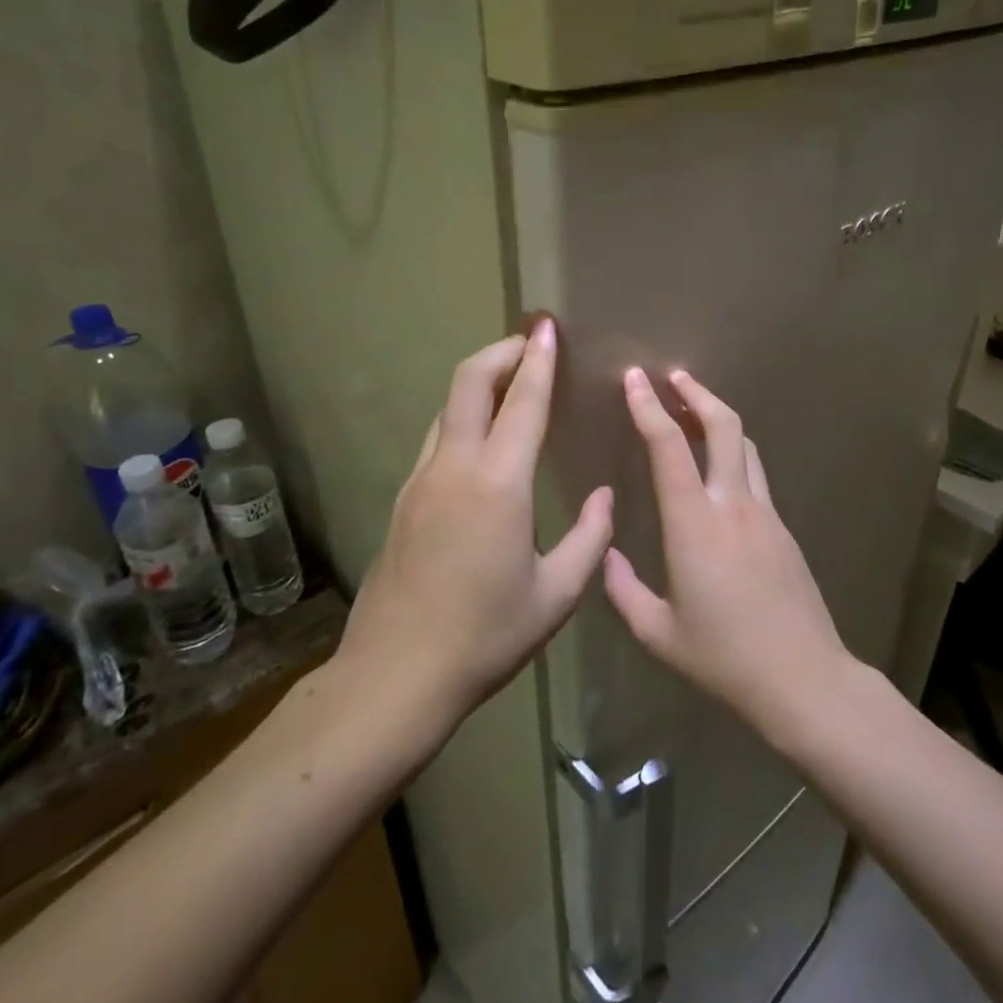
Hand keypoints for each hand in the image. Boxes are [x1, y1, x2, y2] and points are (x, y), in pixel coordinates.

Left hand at [339, 321, 613, 733]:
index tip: (548, 327)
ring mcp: (420, 481)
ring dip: (478, 382)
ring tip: (509, 381)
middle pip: (468, 384)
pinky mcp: (403, 500)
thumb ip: (590, 539)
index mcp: (497, 484)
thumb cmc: (486, 635)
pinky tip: (482, 438)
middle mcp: (453, 468)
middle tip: (529, 342)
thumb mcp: (556, 594)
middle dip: (500, 352)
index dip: (538, 360)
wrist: (396, 675)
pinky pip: (436, 438)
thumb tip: (606, 498)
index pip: (522, 402)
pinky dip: (463, 416)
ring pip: (447, 408)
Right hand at [602, 367, 850, 733]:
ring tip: (694, 410)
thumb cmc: (723, 658)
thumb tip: (607, 555)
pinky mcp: (783, 528)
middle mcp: (733, 505)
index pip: (668, 447)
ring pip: (744, 445)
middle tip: (672, 376)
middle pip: (722, 426)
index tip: (635, 378)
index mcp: (694, 524)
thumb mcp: (658, 632)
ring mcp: (765, 514)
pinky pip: (755, 474)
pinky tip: (719, 469)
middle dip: (696, 393)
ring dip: (718, 418)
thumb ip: (624, 590)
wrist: (803, 678)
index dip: (649, 407)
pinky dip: (733, 453)